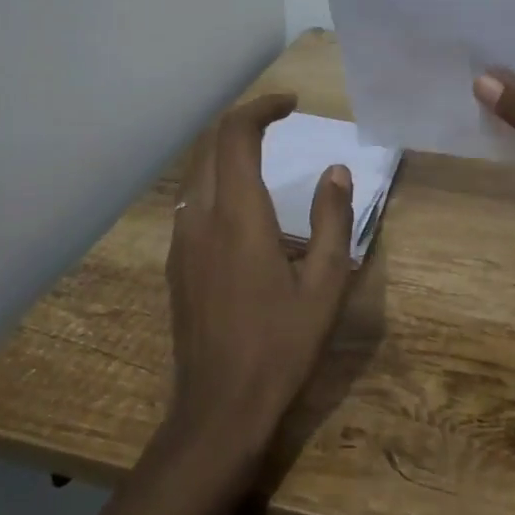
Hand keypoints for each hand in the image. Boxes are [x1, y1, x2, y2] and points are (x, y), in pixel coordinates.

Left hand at [164, 93, 356, 471]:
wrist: (219, 410)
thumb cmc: (281, 346)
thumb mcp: (327, 285)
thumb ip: (334, 220)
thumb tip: (337, 171)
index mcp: (239, 216)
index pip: (236, 135)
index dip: (261, 107)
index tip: (291, 104)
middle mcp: (201, 217)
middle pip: (210, 145)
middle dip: (243, 122)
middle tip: (279, 121)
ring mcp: (182, 242)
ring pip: (197, 173)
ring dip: (227, 151)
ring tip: (264, 156)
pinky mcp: (176, 264)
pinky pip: (192, 202)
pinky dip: (217, 182)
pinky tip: (244, 209)